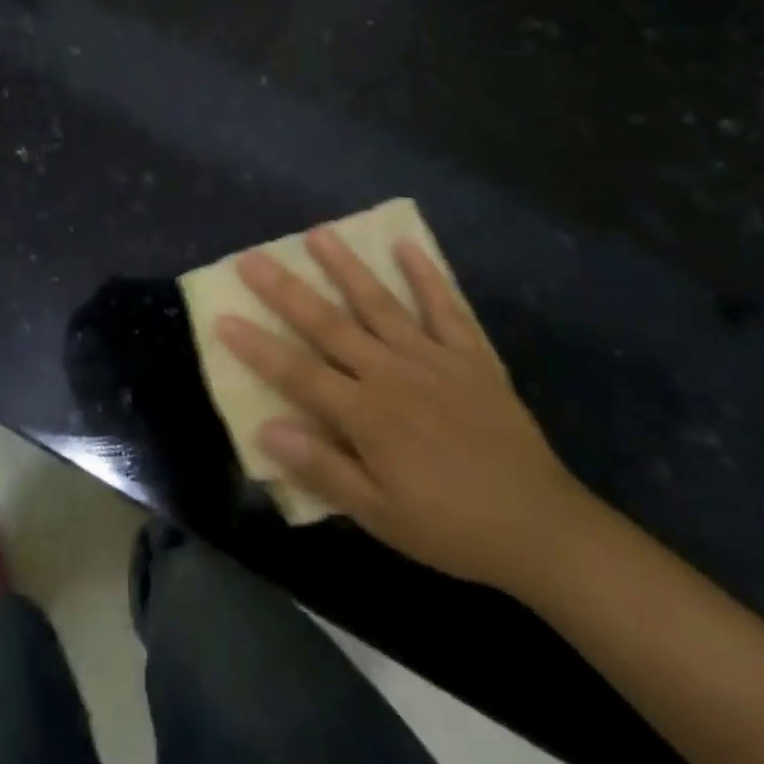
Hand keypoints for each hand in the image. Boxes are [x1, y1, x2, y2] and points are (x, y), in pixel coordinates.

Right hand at [216, 231, 588, 594]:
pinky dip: (427, 276)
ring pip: (379, 303)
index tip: (222, 317)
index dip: (257, 346)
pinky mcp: (470, 357)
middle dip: (285, 290)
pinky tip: (407, 245)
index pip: (297, 372)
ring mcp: (433, 358)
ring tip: (318, 233)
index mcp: (367, 414)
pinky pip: (445, 308)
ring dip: (346, 266)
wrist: (542, 529)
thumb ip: (323, 468)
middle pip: (328, 324)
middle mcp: (392, 373)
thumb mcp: (380, 515)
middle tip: (252, 257)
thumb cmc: (451, 526)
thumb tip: (266, 428)